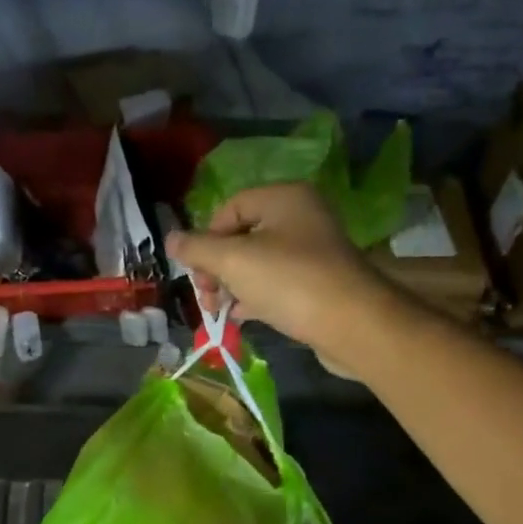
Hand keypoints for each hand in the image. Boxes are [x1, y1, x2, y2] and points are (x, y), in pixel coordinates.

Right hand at [166, 183, 395, 352]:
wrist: (353, 325)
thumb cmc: (289, 282)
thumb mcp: (233, 261)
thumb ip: (197, 249)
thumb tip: (170, 239)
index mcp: (285, 198)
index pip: (230, 207)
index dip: (207, 238)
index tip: (198, 270)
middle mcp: (302, 217)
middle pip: (242, 235)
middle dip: (217, 266)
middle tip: (206, 295)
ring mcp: (313, 251)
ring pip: (258, 262)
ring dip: (232, 285)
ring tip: (218, 310)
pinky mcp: (319, 283)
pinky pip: (277, 283)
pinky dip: (255, 296)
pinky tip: (240, 316)